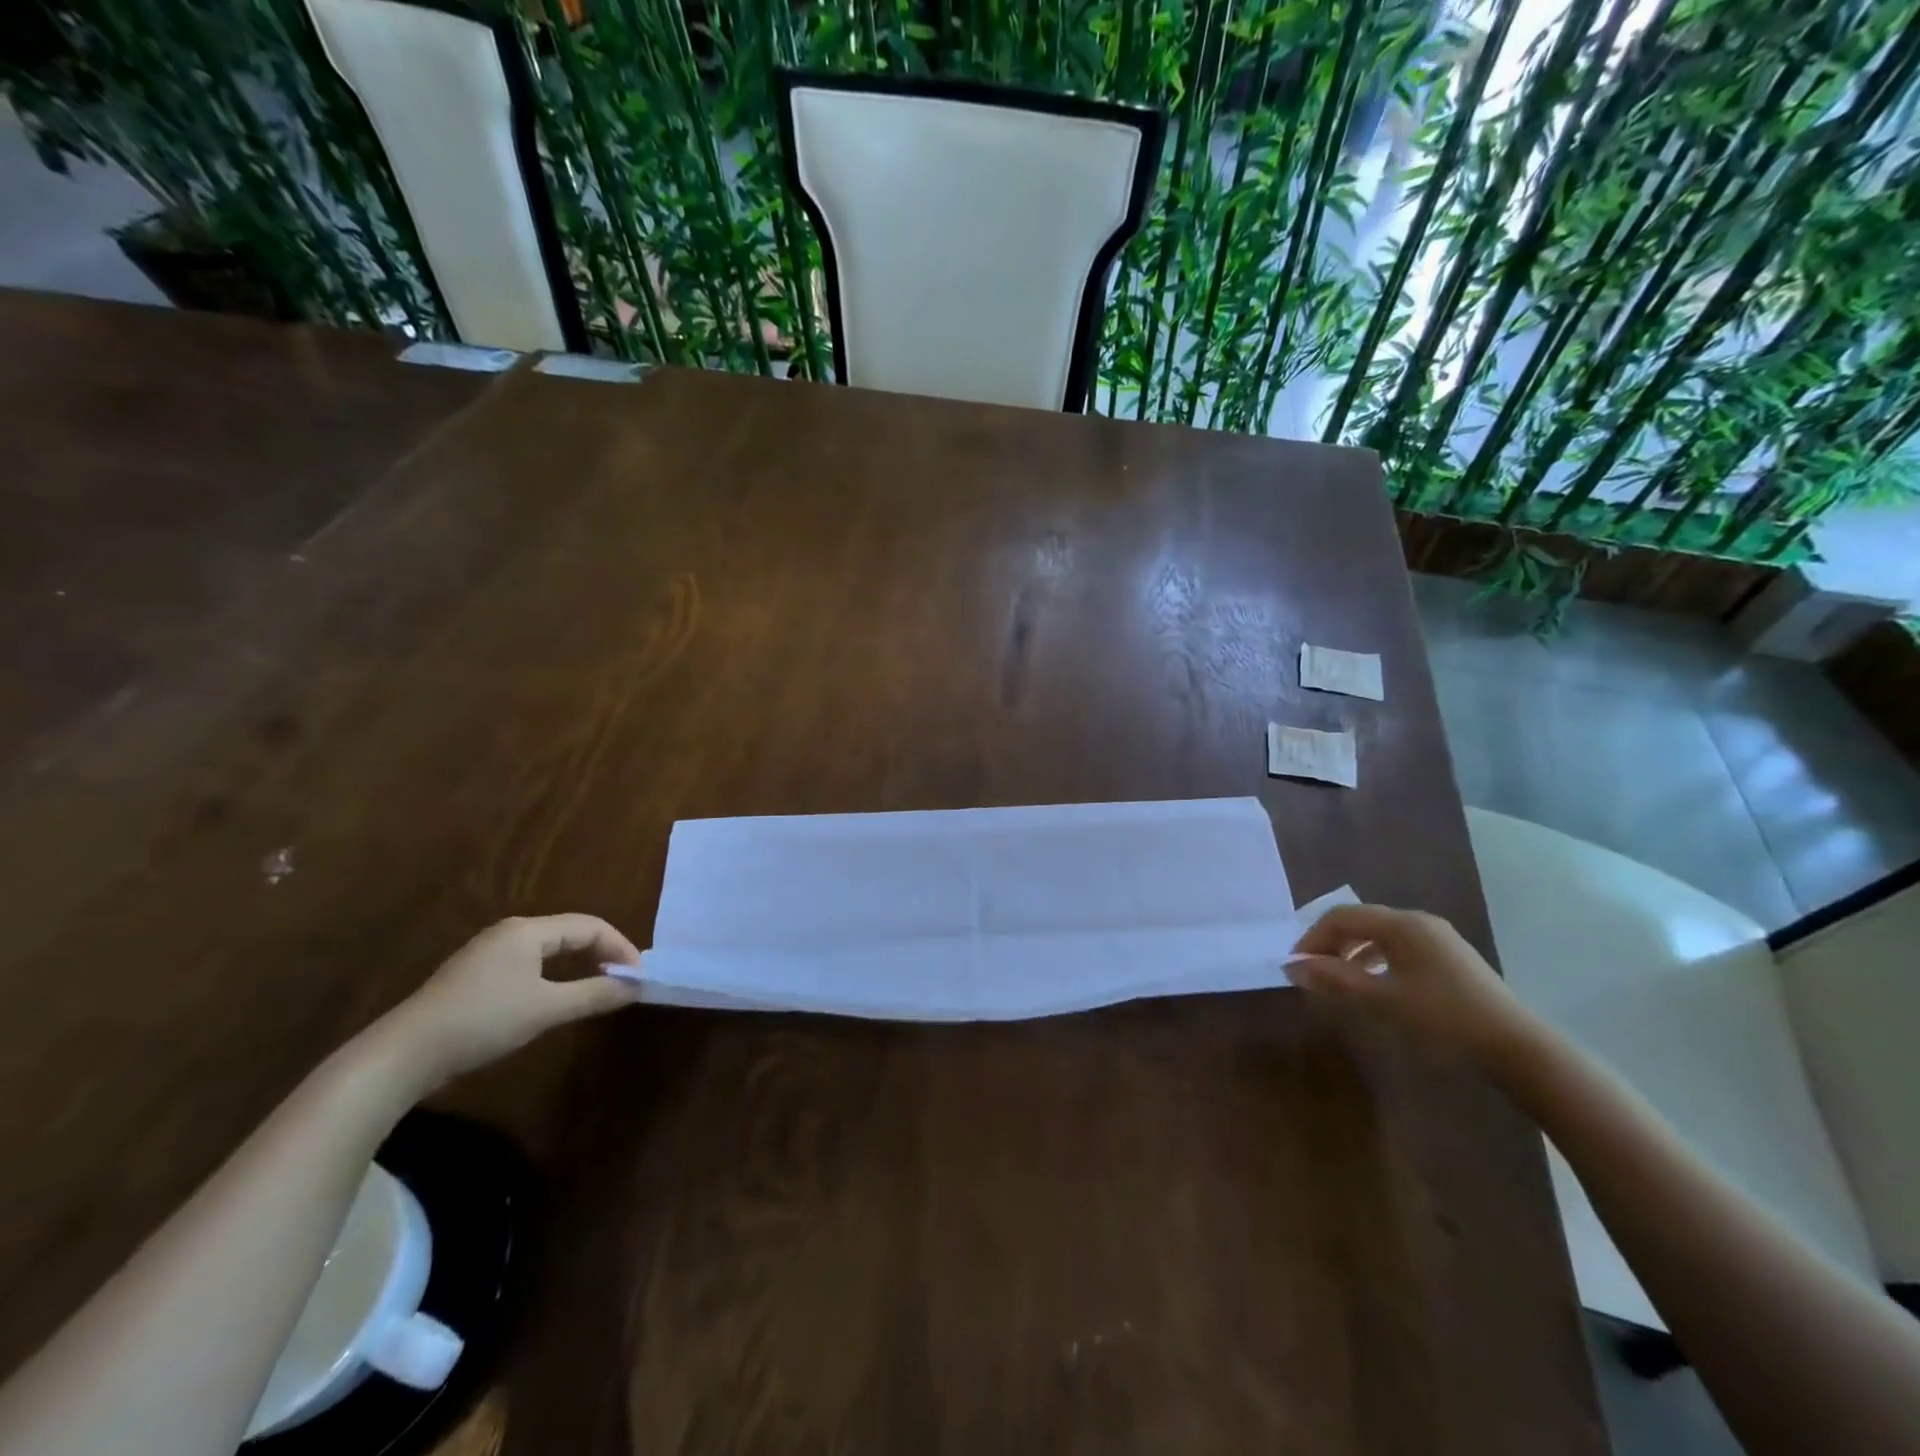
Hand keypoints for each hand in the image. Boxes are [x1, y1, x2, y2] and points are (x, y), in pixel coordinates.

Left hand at [385, 915, 644, 1085]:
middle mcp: (509, 932)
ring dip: (578, 964)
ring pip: (548, 949)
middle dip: (601, 953)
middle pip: (570, 933)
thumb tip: (636, 987)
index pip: (590, 927)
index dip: (620, 947)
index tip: (638, 976)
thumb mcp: (546, 1009)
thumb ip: (594, 995)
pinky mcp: (474, 976)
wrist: (403, 1055)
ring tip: (598, 987)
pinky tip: (555, 996)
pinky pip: (529, 963)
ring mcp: (488, 953)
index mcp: (528, 930)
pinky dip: (554, 974)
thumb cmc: (482, 1022)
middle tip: (623, 980)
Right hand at [1288, 903, 1536, 1066]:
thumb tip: (1292, 965)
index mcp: (1401, 924)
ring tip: (1339, 981)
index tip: (1296, 966)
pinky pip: (1400, 948)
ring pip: (1380, 935)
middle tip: (1314, 974)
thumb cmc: (1442, 1019)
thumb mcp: (1381, 1000)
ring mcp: (1438, 939)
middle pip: (1360, 921)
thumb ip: (1334, 979)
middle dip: (1331, 944)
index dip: (1312, 938)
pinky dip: (1376, 960)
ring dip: (1352, 953)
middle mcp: (1418, 922)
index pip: (1340, 916)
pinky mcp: (1451, 959)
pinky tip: (1375, 986)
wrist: (1517, 1048)